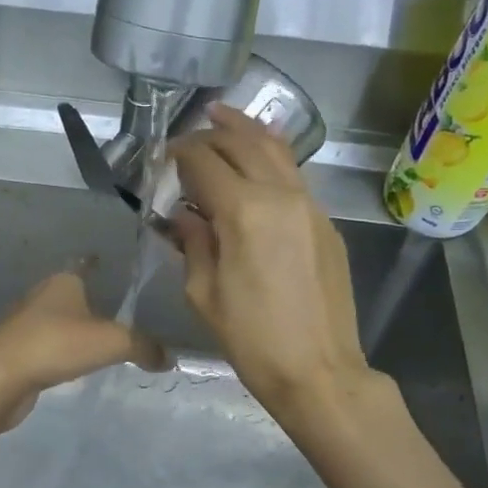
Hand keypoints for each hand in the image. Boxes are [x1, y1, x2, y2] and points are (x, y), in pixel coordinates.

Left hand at [0, 271, 168, 426]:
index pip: (84, 265)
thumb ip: (145, 347)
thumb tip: (170, 358)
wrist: (1, 377)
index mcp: (62, 282)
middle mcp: (41, 296)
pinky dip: (60, 351)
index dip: (97, 264)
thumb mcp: (113, 342)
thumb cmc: (57, 344)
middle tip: (115, 311)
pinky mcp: (15, 351)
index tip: (107, 263)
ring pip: (56, 320)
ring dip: (73, 327)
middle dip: (88, 300)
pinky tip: (73, 363)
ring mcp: (24, 323)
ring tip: (97, 339)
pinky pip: (46, 345)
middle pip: (70, 293)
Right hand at [169, 106, 373, 416]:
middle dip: (210, 133)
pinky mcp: (325, 222)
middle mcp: (280, 195)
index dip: (178, 154)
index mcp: (243, 211)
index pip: (204, 162)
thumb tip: (184, 216)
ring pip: (276, 149)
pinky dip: (271, 156)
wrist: (319, 370)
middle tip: (187, 139)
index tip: (161, 158)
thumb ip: (193, 243)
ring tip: (223, 116)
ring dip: (246, 130)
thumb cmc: (252, 339)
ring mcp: (309, 205)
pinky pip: (294, 174)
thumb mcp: (204, 294)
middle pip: (241, 143)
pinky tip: (257, 160)